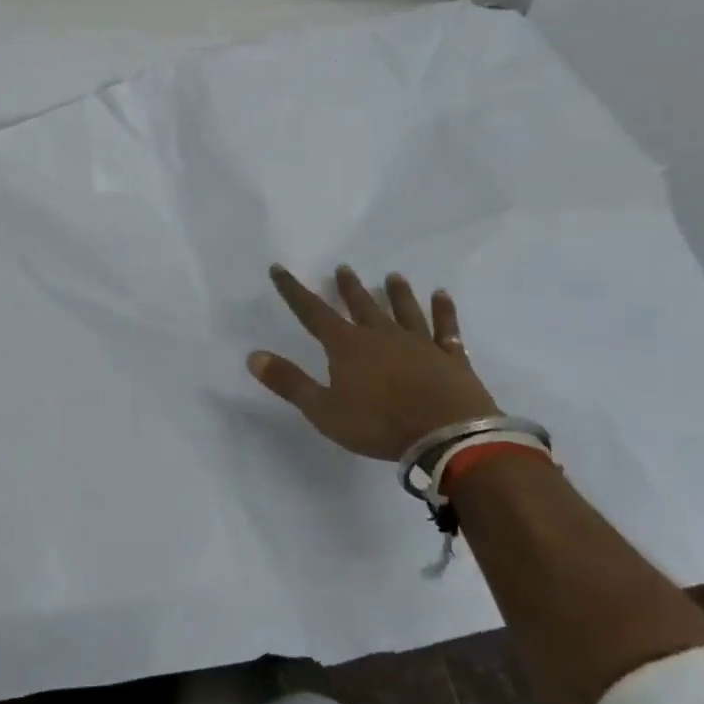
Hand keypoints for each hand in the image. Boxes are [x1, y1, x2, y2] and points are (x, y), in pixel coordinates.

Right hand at [249, 265, 498, 459]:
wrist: (447, 435)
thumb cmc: (379, 425)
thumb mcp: (324, 410)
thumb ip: (289, 382)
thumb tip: (253, 355)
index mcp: (347, 345)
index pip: (312, 312)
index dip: (293, 290)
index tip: (279, 269)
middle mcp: (381, 335)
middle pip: (361, 304)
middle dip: (349, 287)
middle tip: (344, 268)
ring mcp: (419, 343)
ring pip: (404, 310)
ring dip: (396, 293)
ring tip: (392, 276)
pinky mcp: (450, 356)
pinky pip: (445, 328)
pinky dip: (443, 311)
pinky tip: (442, 296)